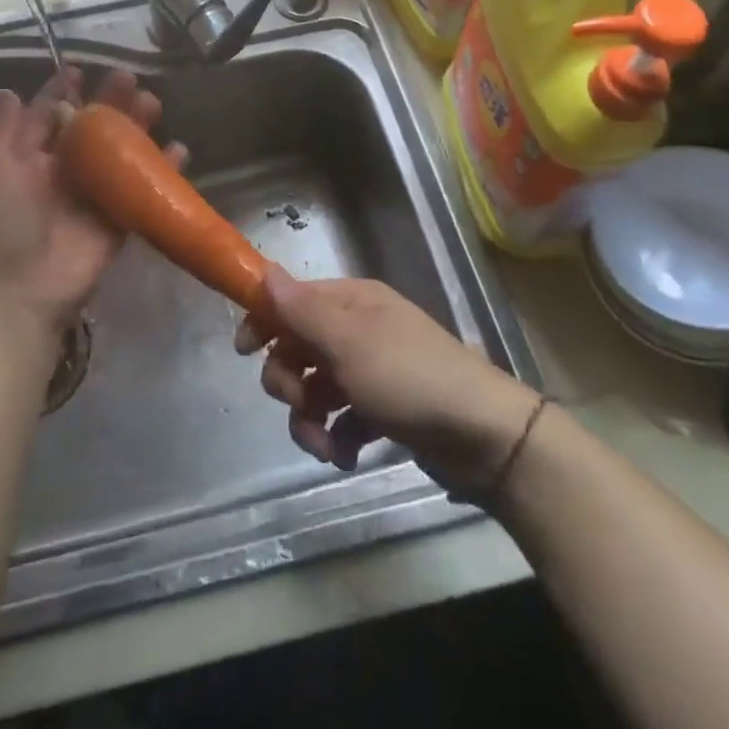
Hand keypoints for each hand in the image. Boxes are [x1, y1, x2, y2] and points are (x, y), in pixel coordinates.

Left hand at [0, 67, 182, 337]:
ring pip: (121, 153)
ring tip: (153, 103)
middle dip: (109, 102)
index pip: (50, 115)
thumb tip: (7, 90)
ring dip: (138, 127)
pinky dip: (163, 170)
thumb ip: (5, 130)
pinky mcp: (119, 220)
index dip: (64, 91)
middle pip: (92, 129)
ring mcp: (94, 194)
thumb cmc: (0, 223)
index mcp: (31, 157)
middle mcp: (64, 170)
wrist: (19, 291)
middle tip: (127, 79)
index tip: (81, 69)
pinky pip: (144, 189)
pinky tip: (178, 149)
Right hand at [235, 267, 542, 494]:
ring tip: (324, 446)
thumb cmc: (409, 378)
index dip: (265, 321)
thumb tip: (265, 271)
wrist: (484, 437)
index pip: (293, 300)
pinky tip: (346, 457)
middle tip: (298, 404)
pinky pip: (342, 419)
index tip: (244, 351)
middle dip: (289, 381)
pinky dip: (337, 438)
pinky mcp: (384, 410)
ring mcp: (372, 371)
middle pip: (299, 347)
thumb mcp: (349, 342)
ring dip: (310, 420)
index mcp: (352, 302)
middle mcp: (359, 329)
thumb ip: (302, 311)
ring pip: (316, 389)